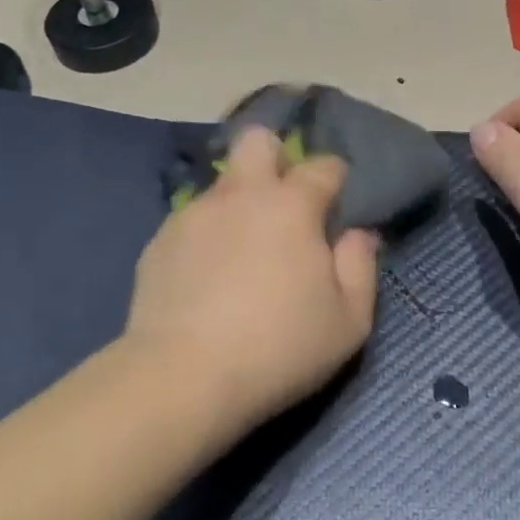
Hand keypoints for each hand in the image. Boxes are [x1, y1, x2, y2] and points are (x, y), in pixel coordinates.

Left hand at [124, 128, 379, 435]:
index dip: (336, 180)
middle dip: (277, 158)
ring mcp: (194, 215)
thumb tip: (358, 234)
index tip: (337, 207)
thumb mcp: (348, 321)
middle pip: (258, 141)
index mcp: (291, 206)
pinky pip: (193, 221)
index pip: (323, 166)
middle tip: (285, 204)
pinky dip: (208, 235)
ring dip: (240, 202)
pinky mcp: (159, 241)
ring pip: (222, 184)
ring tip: (243, 253)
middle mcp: (240, 195)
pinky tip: (208, 277)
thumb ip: (361, 268)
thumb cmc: (279, 349)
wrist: (182, 378)